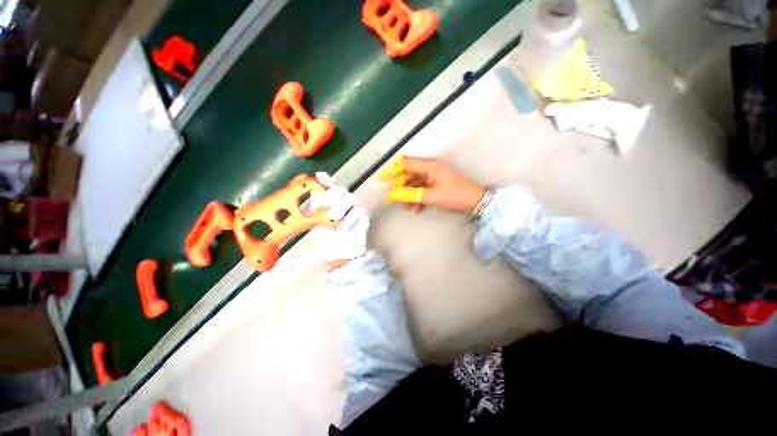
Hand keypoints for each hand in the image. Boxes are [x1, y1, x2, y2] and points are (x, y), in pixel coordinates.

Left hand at [307, 172, 368, 269]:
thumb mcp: (315, 223)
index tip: (319, 177)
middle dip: (331, 194)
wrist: (340, 252)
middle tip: (323, 203)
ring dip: (340, 207)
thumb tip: (312, 197)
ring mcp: (353, 207)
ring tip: (333, 218)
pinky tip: (341, 229)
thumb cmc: (326, 236)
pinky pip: (357, 212)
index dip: (325, 179)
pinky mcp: (362, 215)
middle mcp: (342, 200)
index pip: (328, 185)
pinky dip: (348, 220)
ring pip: (349, 198)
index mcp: (329, 200)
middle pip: (340, 189)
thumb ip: (314, 210)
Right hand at [379, 156, 486, 214]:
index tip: (383, 180)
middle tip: (393, 198)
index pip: (406, 163)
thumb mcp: (431, 196)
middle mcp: (432, 168)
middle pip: (410, 174)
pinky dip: (419, 197)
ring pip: (417, 183)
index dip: (393, 170)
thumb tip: (393, 195)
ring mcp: (436, 176)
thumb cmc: (455, 196)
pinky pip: (424, 188)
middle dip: (401, 186)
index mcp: (430, 166)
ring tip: (405, 208)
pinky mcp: (439, 184)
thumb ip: (411, 195)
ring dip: (410, 194)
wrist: (477, 202)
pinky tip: (418, 209)